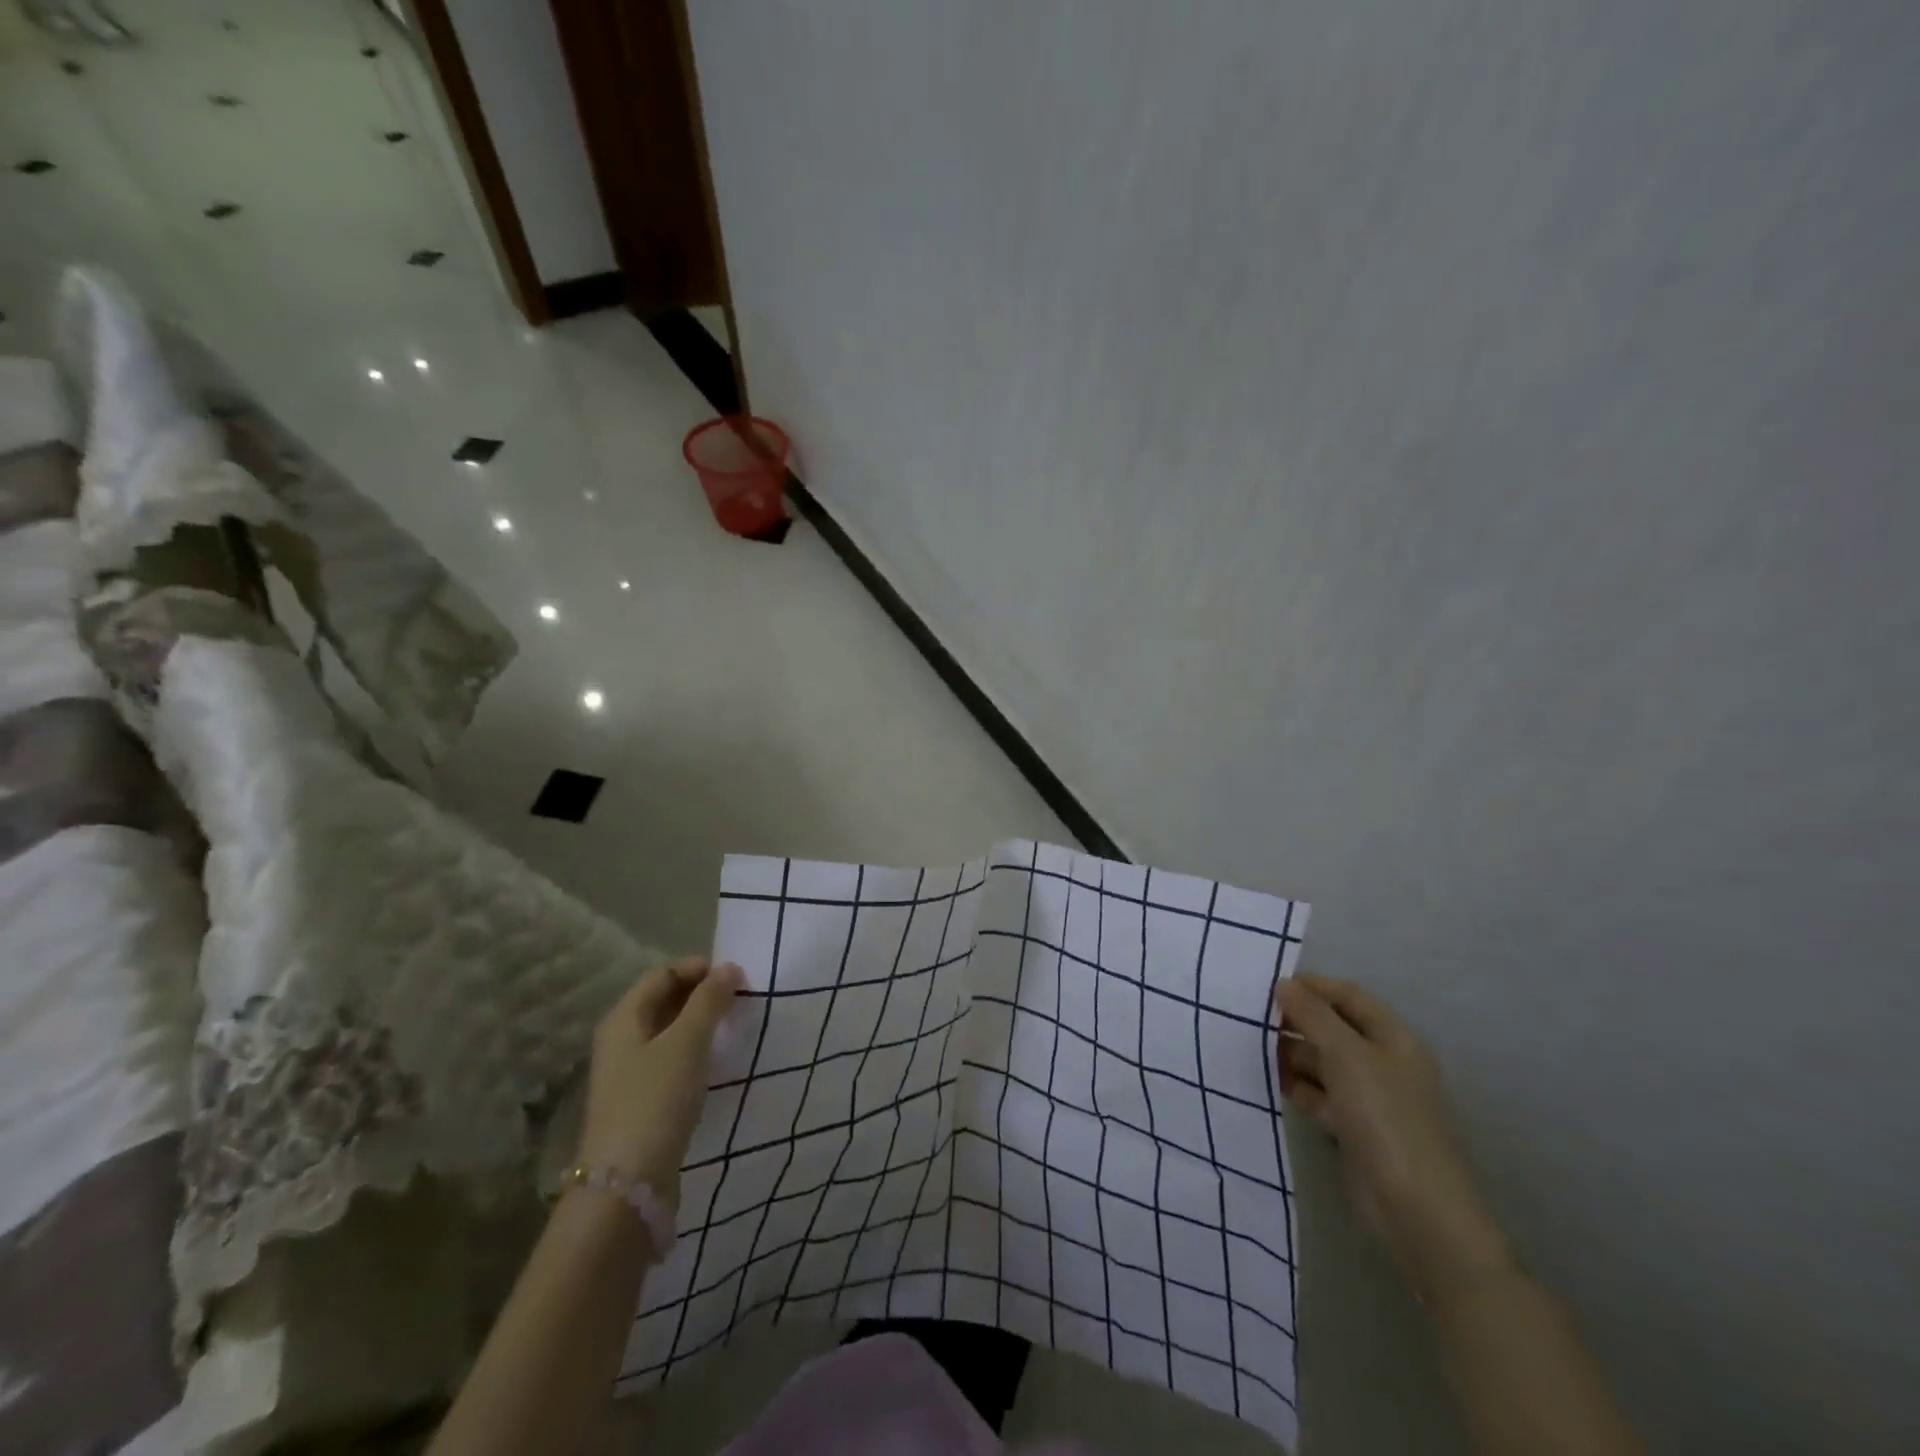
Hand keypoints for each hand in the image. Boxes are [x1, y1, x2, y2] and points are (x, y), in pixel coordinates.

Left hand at [577, 957, 742, 1200]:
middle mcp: (621, 1040)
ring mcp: (629, 1073)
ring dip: (701, 1023)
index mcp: (624, 1018)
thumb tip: (728, 968)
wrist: (627, 1185)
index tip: (737, 977)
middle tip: (740, 1000)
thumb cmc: (656, 1100)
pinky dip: (695, 1051)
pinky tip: (717, 1062)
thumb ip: (709, 1001)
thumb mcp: (687, 1042)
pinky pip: (671, 1060)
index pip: (663, 973)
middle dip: (702, 994)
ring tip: (735, 1026)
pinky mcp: (641, 1102)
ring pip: (669, 1032)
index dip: (699, 968)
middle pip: (664, 1000)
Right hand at [1276, 972, 1511, 1304]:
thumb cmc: (1385, 1117)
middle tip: (1253, 1020)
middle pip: (1334, 1029)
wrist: (1416, 1209)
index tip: (1269, 986)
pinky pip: (1321, 1096)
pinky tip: (1273, 1085)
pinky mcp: (1356, 1129)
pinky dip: (1299, 1088)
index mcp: (1393, 1038)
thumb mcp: (1346, 1055)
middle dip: (1297, 1022)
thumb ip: (1313, 1015)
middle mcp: (1384, 1063)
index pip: (1349, 996)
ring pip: (1324, 1063)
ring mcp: (1371, 1098)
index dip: (1313, 987)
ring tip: (1254, 1051)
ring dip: (1293, 1056)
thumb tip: (1284, 984)